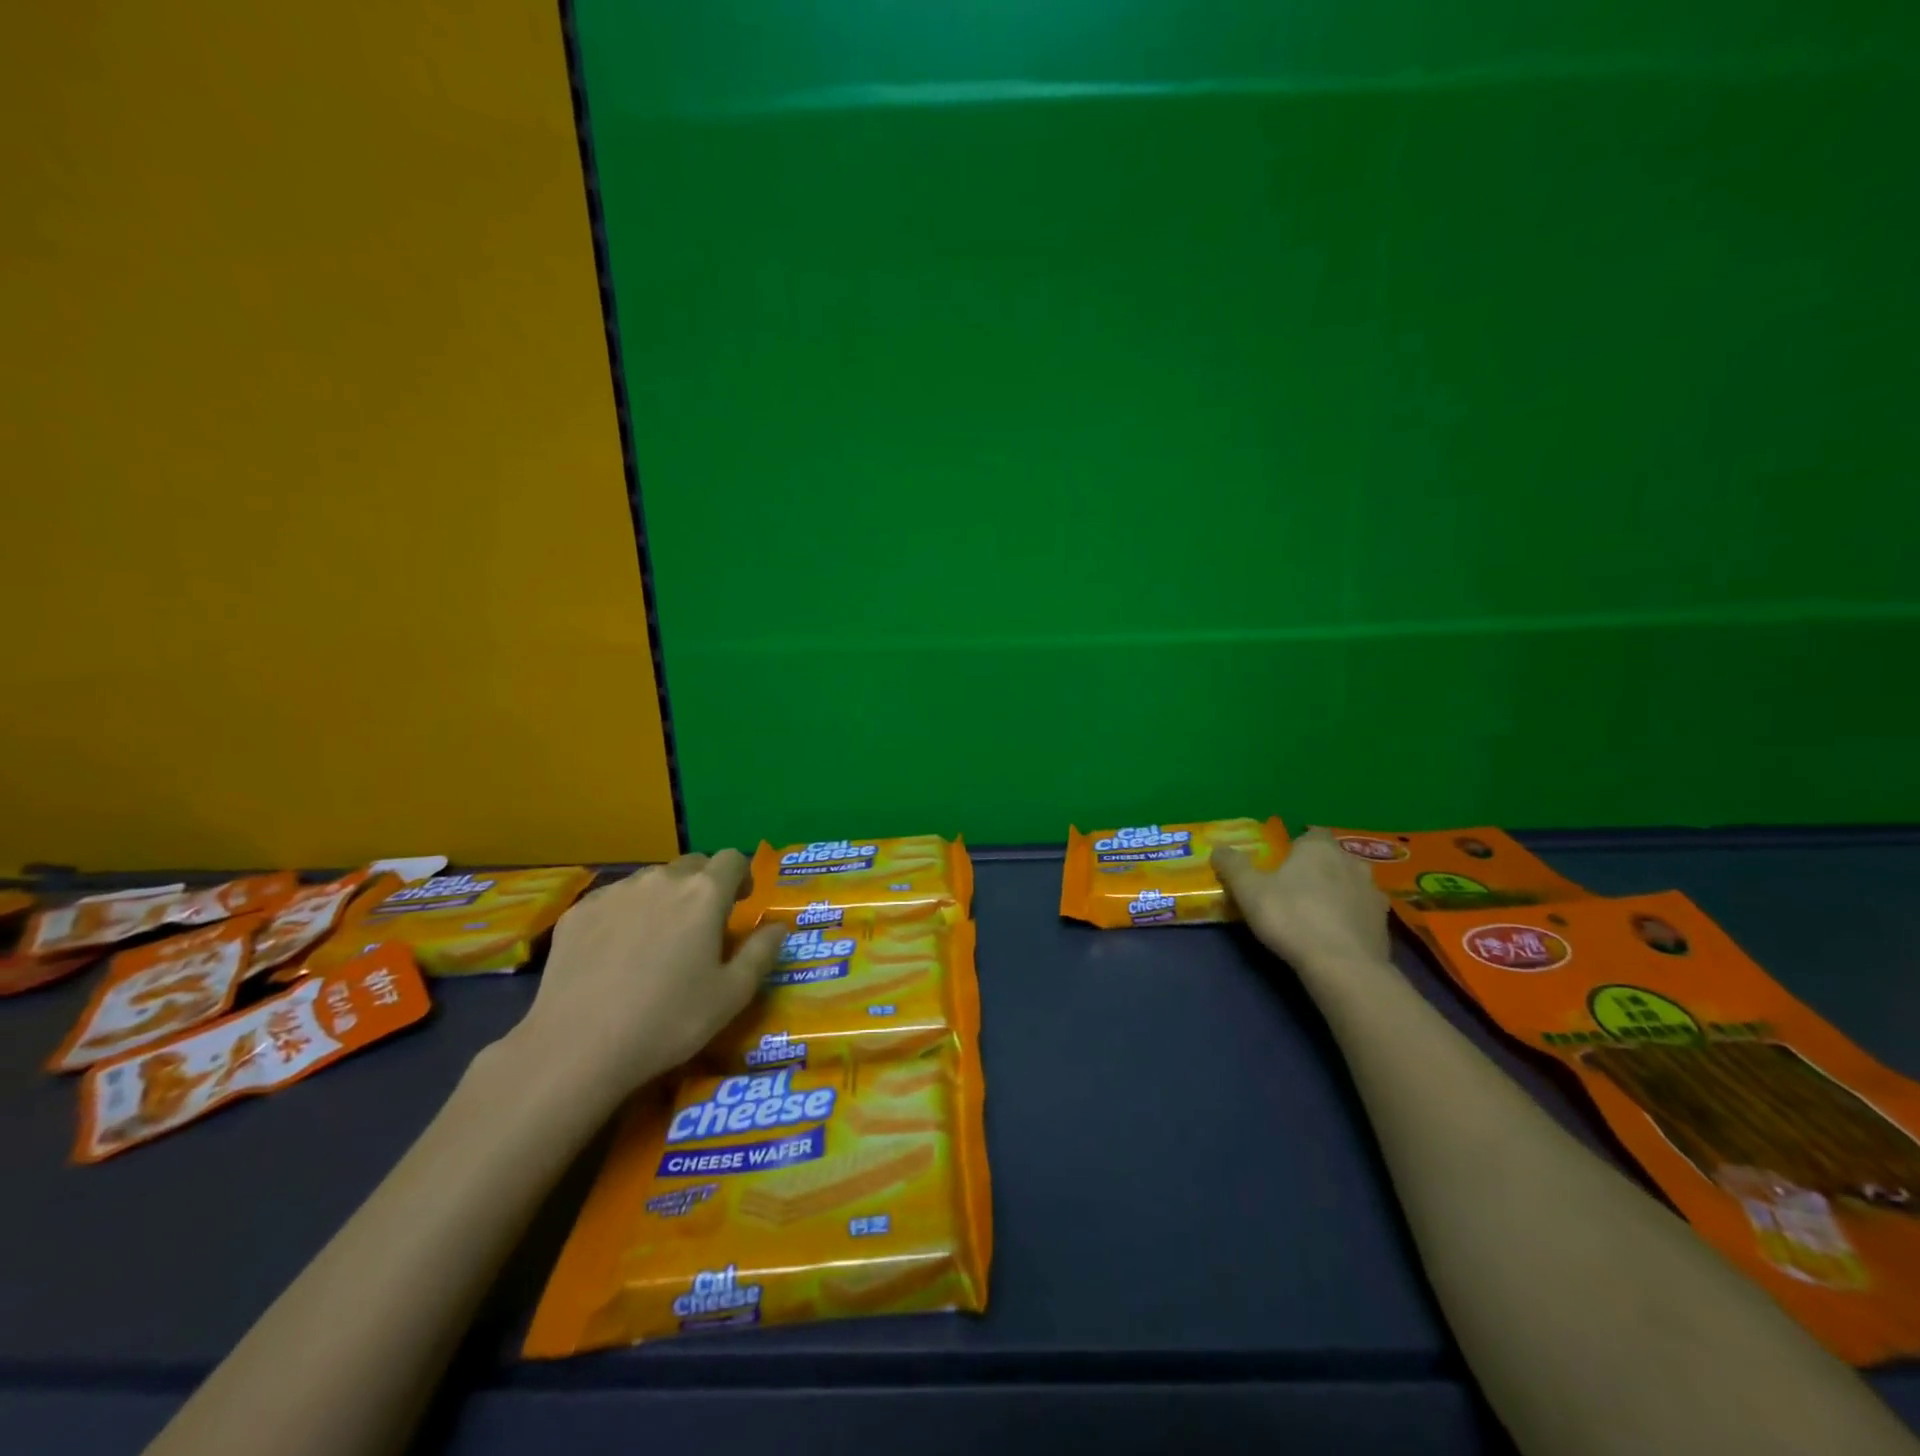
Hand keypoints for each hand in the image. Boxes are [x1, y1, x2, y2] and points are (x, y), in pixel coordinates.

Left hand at [505, 851, 784, 1112]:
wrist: (577, 1046)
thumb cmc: (669, 1020)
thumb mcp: (732, 995)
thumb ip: (762, 952)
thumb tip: (779, 926)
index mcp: (704, 893)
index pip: (732, 859)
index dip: (741, 876)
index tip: (739, 903)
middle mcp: (661, 880)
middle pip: (692, 865)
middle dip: (703, 885)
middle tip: (701, 924)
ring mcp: (615, 892)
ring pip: (651, 881)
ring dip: (664, 897)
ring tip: (657, 939)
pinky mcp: (578, 911)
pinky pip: (614, 899)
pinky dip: (625, 913)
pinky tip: (616, 953)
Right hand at [1213, 827, 1391, 972]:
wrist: (1343, 966)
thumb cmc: (1292, 917)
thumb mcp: (1248, 890)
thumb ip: (1232, 865)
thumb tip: (1218, 849)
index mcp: (1319, 848)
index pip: (1310, 833)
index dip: (1296, 845)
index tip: (1281, 861)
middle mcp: (1351, 862)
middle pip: (1332, 858)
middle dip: (1316, 868)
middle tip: (1294, 887)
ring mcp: (1373, 892)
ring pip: (1350, 884)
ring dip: (1337, 892)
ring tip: (1315, 912)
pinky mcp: (1384, 923)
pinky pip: (1362, 912)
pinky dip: (1350, 917)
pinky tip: (1335, 934)